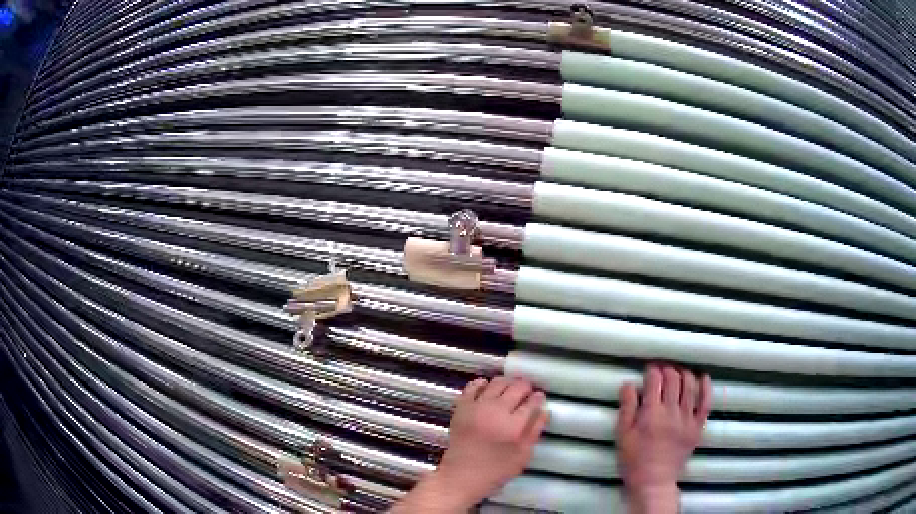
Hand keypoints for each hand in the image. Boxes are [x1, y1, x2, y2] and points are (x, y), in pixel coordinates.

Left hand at [390, 377, 548, 512]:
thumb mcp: (523, 455)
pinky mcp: (461, 407)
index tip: (540, 397)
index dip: (538, 397)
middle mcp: (495, 411)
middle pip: (516, 388)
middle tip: (528, 392)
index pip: (532, 402)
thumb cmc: (495, 470)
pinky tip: (488, 388)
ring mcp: (476, 407)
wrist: (461, 475)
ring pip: (497, 383)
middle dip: (526, 387)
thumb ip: (535, 431)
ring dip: (507, 383)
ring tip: (511, 389)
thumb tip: (544, 410)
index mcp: (513, 426)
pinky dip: (482, 384)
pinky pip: (473, 386)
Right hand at [616, 364, 711, 513]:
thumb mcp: (622, 435)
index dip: (652, 371)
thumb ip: (626, 408)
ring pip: (690, 386)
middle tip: (662, 371)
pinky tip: (702, 378)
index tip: (649, 370)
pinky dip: (705, 387)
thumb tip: (628, 384)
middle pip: (674, 379)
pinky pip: (706, 402)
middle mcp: (671, 412)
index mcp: (651, 414)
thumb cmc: (634, 461)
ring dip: (684, 374)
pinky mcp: (698, 427)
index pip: (655, 381)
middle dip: (667, 370)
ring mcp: (687, 419)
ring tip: (678, 374)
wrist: (654, 482)